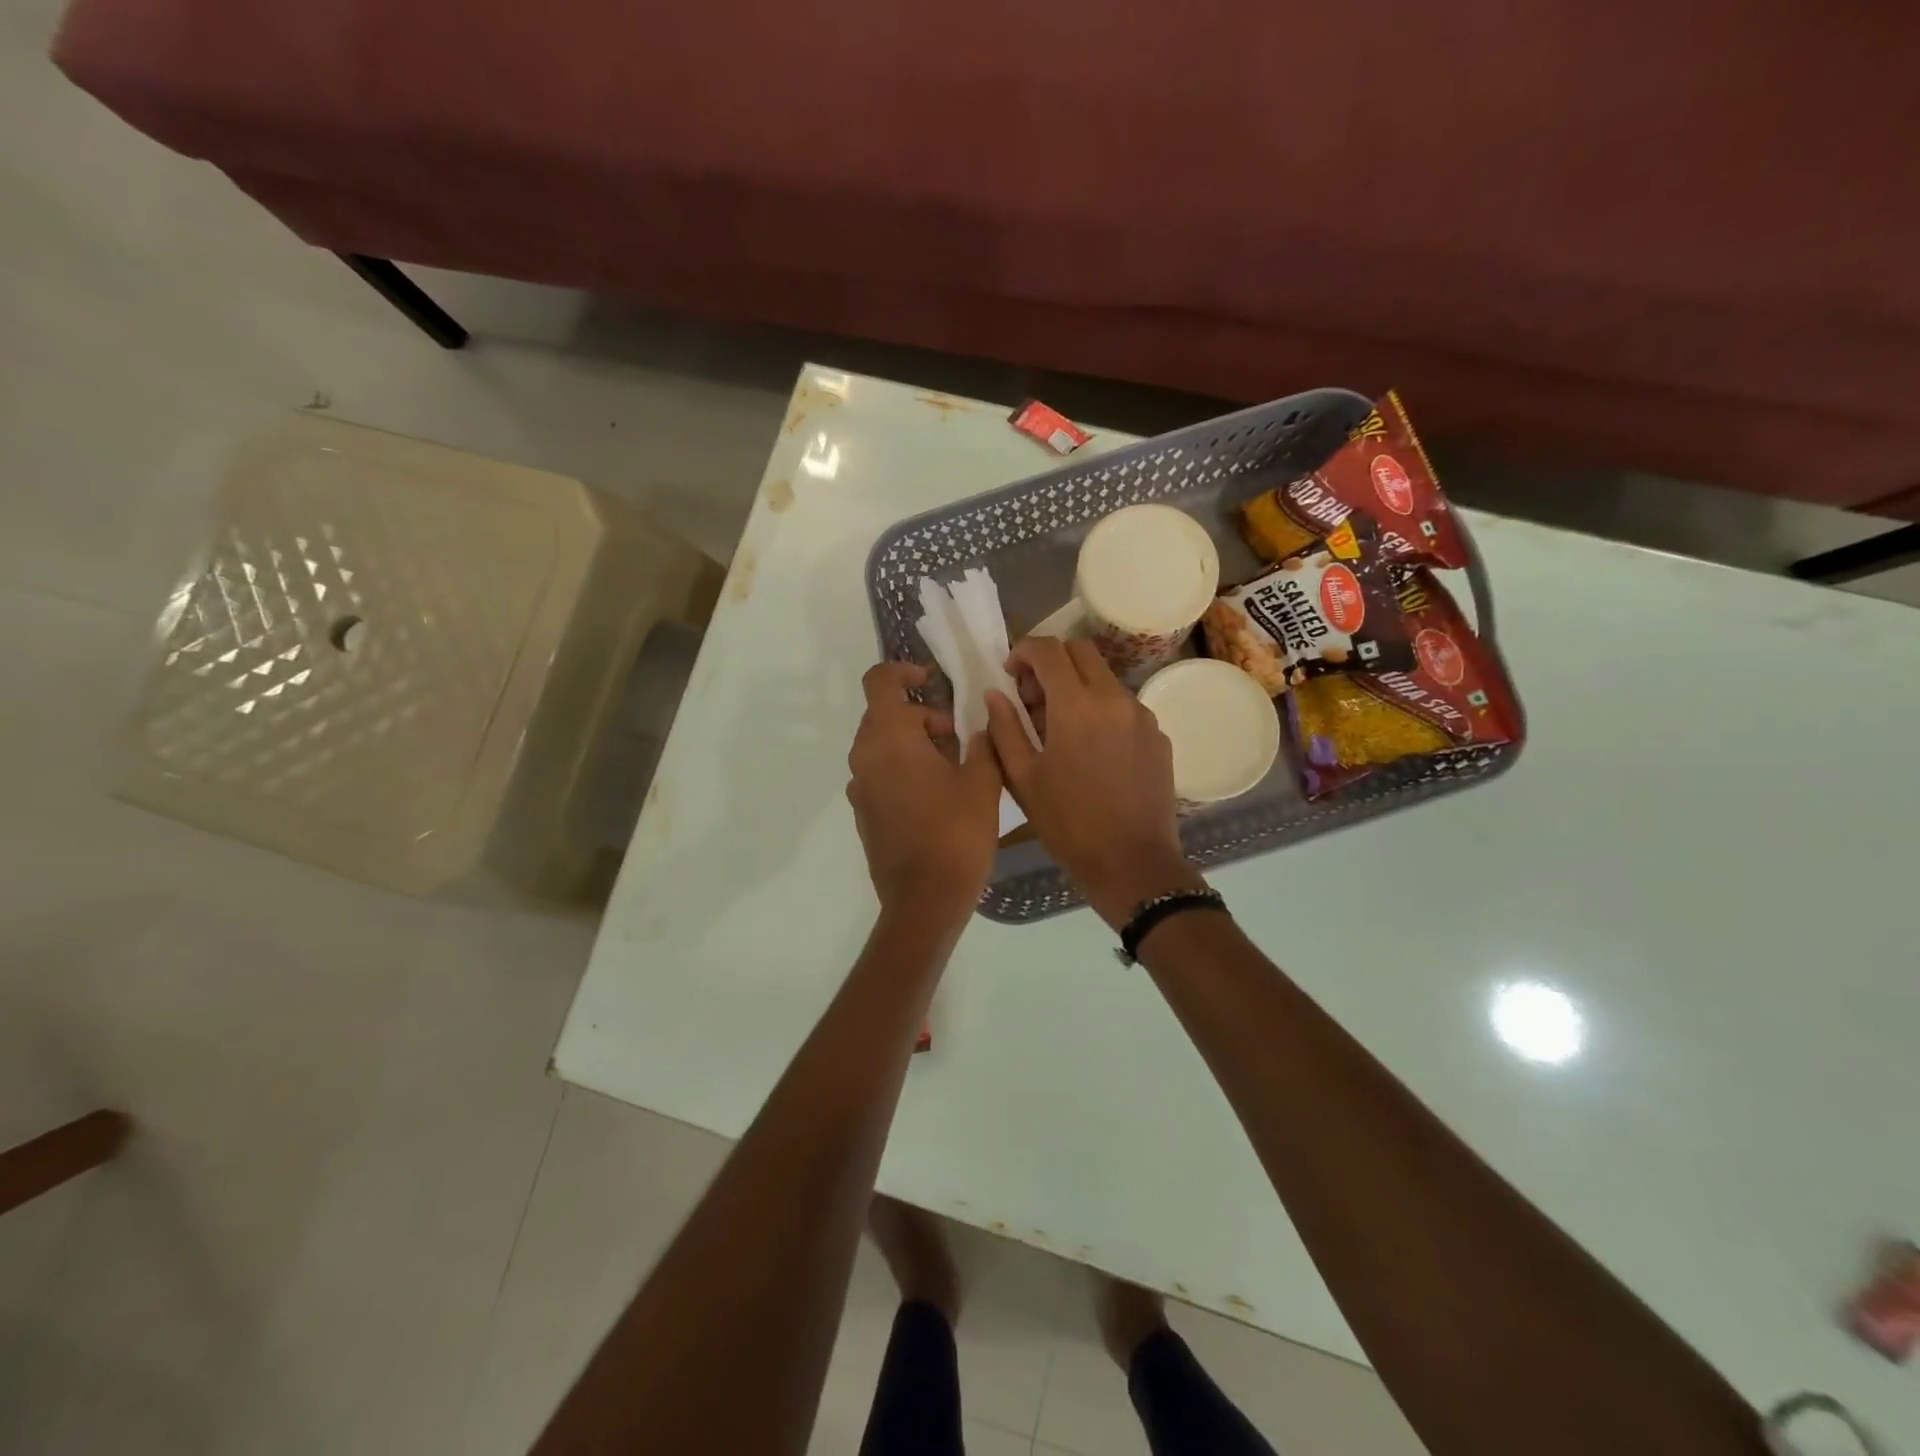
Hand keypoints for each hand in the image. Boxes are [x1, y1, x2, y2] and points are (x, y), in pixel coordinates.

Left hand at [847, 662, 1003, 927]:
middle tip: (957, 735)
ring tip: (952, 766)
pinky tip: (934, 794)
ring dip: (912, 742)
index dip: (903, 671)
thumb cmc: (956, 833)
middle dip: (920, 714)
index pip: (880, 681)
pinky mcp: (862, 812)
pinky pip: (879, 773)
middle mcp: (865, 756)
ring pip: (882, 745)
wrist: (923, 900)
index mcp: (890, 738)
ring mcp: (860, 787)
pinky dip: (902, 768)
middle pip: (884, 714)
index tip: (930, 680)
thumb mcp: (983, 782)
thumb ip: (983, 742)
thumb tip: (979, 725)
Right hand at [985, 639, 1205, 927]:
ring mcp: (1142, 715)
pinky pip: (1124, 705)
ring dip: (1077, 686)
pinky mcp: (1158, 735)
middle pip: (1081, 651)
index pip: (1048, 650)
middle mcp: (1114, 698)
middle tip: (1033, 696)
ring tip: (1060, 728)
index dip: (1023, 651)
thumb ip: (1005, 728)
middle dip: (1051, 661)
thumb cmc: (1067, 824)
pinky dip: (1101, 710)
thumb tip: (995, 694)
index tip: (1010, 673)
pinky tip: (1091, 749)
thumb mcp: (1022, 778)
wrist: (1132, 863)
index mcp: (1076, 706)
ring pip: (1105, 677)